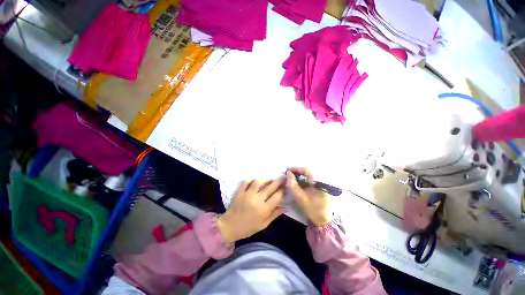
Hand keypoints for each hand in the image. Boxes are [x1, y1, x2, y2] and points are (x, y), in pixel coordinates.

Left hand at [217, 177, 285, 242]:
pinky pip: (246, 182)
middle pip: (270, 187)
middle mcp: (256, 200)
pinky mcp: (239, 192)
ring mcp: (247, 194)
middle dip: (278, 181)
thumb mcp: (263, 224)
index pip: (276, 197)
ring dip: (265, 179)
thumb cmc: (248, 228)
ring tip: (269, 179)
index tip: (285, 186)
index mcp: (263, 210)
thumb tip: (285, 206)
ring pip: (258, 182)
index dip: (282, 190)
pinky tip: (256, 181)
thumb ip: (274, 214)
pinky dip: (252, 179)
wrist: (230, 227)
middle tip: (282, 177)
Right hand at [286, 168, 331, 225]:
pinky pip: (308, 181)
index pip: (306, 170)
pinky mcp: (318, 187)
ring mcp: (320, 184)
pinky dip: (301, 181)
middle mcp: (320, 180)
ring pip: (307, 176)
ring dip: (298, 176)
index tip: (287, 170)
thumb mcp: (300, 197)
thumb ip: (293, 185)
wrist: (323, 221)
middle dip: (296, 172)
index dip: (296, 169)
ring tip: (290, 178)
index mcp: (318, 182)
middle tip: (287, 174)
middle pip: (307, 172)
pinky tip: (296, 183)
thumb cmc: (312, 209)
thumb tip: (288, 173)